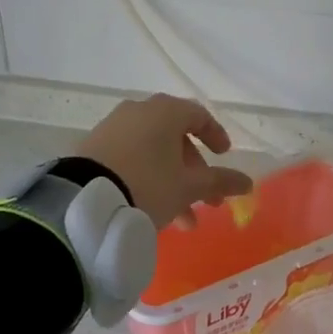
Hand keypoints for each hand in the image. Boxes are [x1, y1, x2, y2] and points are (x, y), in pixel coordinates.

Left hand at [77, 94, 254, 229]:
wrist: (84, 201)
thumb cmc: (148, 185)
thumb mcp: (188, 187)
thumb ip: (220, 182)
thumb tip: (248, 183)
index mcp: (165, 111)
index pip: (198, 115)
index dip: (215, 135)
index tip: (223, 156)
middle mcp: (138, 111)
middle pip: (175, 137)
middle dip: (194, 172)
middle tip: (206, 201)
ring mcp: (113, 128)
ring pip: (153, 152)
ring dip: (172, 182)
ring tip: (181, 222)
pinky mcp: (93, 148)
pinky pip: (130, 158)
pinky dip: (147, 177)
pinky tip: (150, 209)